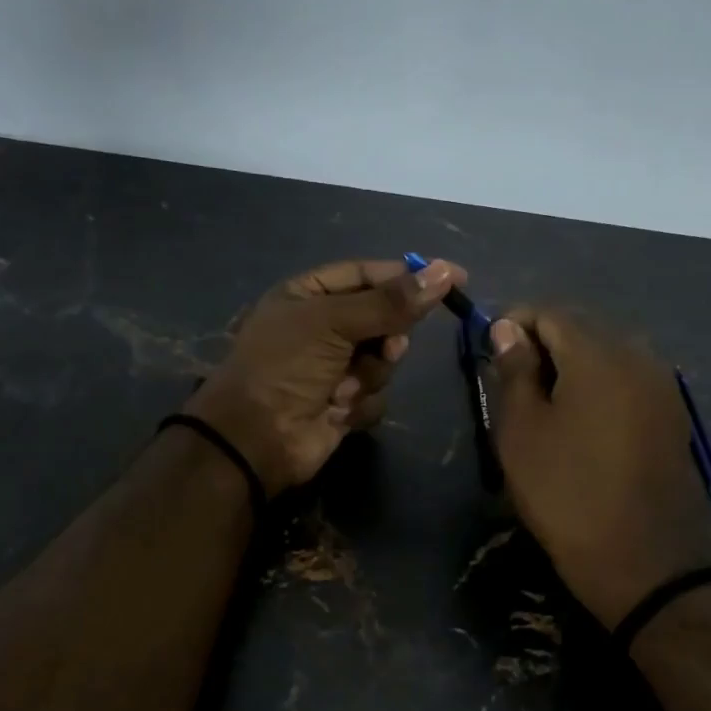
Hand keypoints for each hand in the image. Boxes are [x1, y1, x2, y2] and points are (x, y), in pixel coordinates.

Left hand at [184, 257, 465, 493]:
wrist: (256, 439)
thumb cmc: (285, 366)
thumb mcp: (333, 322)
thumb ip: (390, 302)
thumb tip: (442, 272)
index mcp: (309, 295)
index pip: (368, 274)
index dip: (409, 276)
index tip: (454, 279)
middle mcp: (322, 328)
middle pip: (383, 318)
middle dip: (387, 336)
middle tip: (386, 348)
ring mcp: (334, 367)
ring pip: (384, 360)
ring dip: (369, 374)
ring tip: (343, 387)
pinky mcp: (343, 403)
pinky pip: (376, 394)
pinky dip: (360, 402)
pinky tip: (337, 411)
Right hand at [487, 309, 710, 627]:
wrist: (648, 561)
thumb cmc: (568, 493)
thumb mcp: (522, 432)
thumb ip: (514, 371)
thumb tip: (507, 328)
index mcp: (598, 353)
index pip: (549, 312)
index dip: (513, 323)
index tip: (487, 353)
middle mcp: (638, 355)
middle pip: (582, 328)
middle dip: (542, 343)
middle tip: (510, 382)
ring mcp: (662, 385)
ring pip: (606, 354)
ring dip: (570, 366)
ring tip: (541, 404)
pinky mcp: (671, 415)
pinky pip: (627, 380)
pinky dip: (597, 386)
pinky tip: (579, 421)